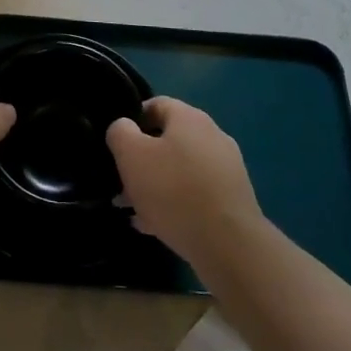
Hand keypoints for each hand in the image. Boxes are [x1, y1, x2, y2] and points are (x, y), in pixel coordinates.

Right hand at [107, 98, 264, 266]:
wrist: (229, 245)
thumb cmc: (174, 191)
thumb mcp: (132, 155)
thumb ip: (120, 132)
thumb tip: (124, 128)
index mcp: (189, 117)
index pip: (155, 105)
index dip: (132, 121)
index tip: (117, 146)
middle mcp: (212, 135)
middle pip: (168, 141)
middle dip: (142, 161)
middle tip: (122, 184)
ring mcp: (227, 168)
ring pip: (180, 170)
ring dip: (156, 186)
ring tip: (135, 211)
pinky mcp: (233, 199)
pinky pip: (196, 194)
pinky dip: (176, 205)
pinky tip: (157, 227)